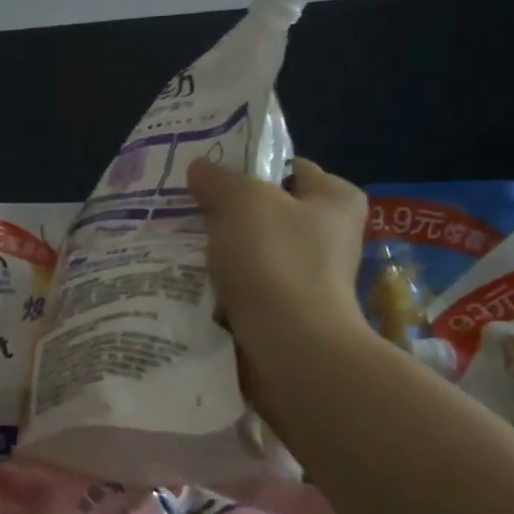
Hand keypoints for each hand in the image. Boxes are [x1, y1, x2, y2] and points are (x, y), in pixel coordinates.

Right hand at [187, 156, 372, 411]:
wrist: (289, 348)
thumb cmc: (276, 261)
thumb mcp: (242, 202)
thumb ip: (219, 180)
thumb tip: (200, 168)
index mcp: (336, 199)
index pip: (289, 167)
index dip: (248, 166)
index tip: (206, 175)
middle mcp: (329, 236)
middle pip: (266, 211)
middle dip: (226, 212)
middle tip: (184, 210)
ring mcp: (307, 277)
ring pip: (251, 251)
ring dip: (219, 251)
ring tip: (178, 244)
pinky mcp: (285, 311)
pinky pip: (245, 286)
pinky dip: (221, 285)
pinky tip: (190, 280)